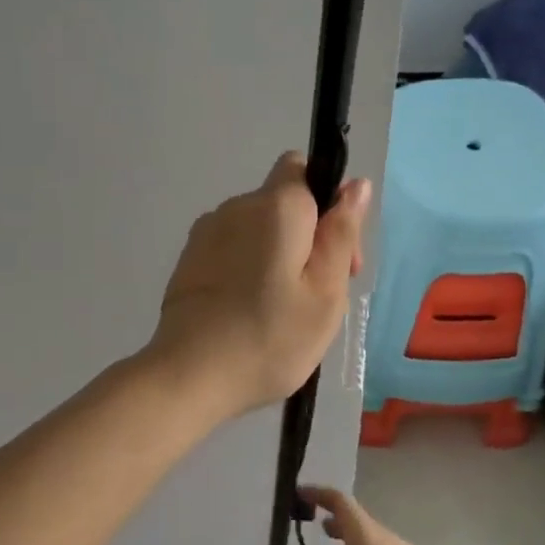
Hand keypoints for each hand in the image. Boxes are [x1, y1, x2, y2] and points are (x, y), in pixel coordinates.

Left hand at [148, 153, 369, 426]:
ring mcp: (206, 232)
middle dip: (307, 237)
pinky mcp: (189, 260)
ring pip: (257, 229)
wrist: (189, 375)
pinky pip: (231, 250)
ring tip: (282, 312)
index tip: (337, 253)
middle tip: (317, 297)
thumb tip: (355, 184)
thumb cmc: (270, 336)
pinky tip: (249, 313)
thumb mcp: (326, 292)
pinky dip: (247, 270)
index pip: (304, 168)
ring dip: (277, 255)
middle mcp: (236, 206)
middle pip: (283, 203)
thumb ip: (341, 233)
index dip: (328, 202)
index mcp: (275, 205)